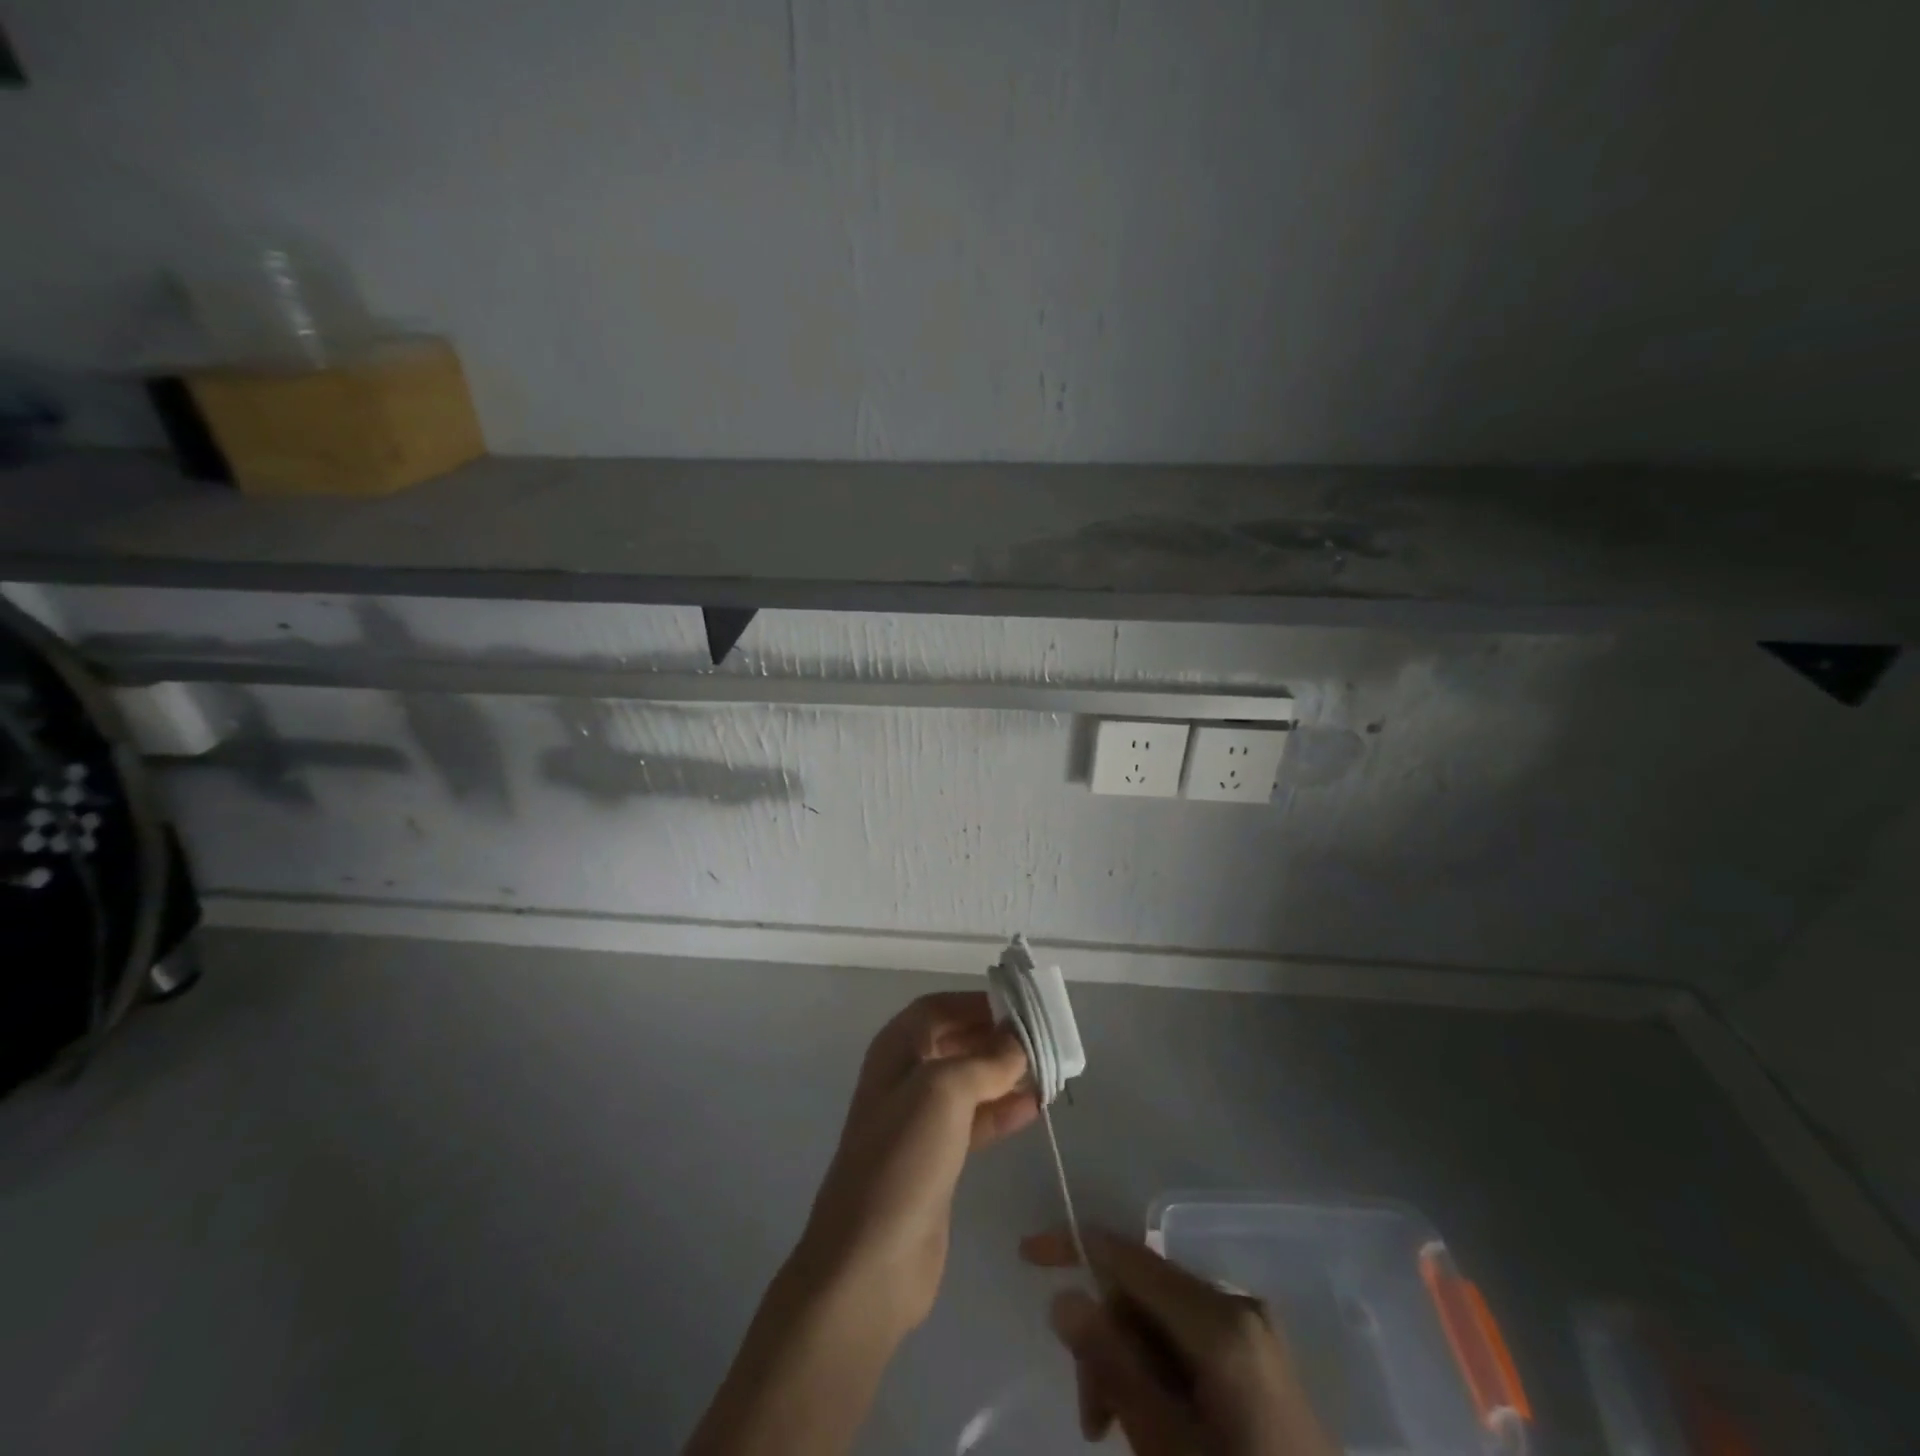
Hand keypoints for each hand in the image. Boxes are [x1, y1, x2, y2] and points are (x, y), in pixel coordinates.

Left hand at [796, 992, 1038, 1336]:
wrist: (870, 1262)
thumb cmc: (903, 1158)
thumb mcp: (944, 1092)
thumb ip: (987, 1060)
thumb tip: (1020, 1039)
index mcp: (896, 1050)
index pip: (939, 1008)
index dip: (977, 1002)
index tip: (1021, 1006)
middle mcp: (905, 1077)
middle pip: (956, 1042)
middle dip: (996, 1038)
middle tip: (1044, 1039)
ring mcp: (919, 1121)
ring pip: (969, 1082)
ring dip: (1005, 1074)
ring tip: (1049, 1071)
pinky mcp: (937, 1160)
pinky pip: (974, 1121)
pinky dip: (1002, 1111)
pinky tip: (1035, 1108)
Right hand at [1022, 1227, 1337, 1455]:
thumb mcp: (1166, 1447)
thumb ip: (1112, 1365)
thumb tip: (1063, 1297)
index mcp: (1219, 1320)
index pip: (1128, 1257)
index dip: (1074, 1246)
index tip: (1026, 1254)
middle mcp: (1238, 1306)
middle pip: (1144, 1294)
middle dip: (1107, 1342)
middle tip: (1092, 1421)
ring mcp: (1254, 1334)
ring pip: (1164, 1323)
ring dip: (1130, 1367)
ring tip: (1116, 1432)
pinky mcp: (1260, 1363)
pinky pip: (1191, 1345)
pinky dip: (1161, 1375)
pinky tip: (1156, 1425)